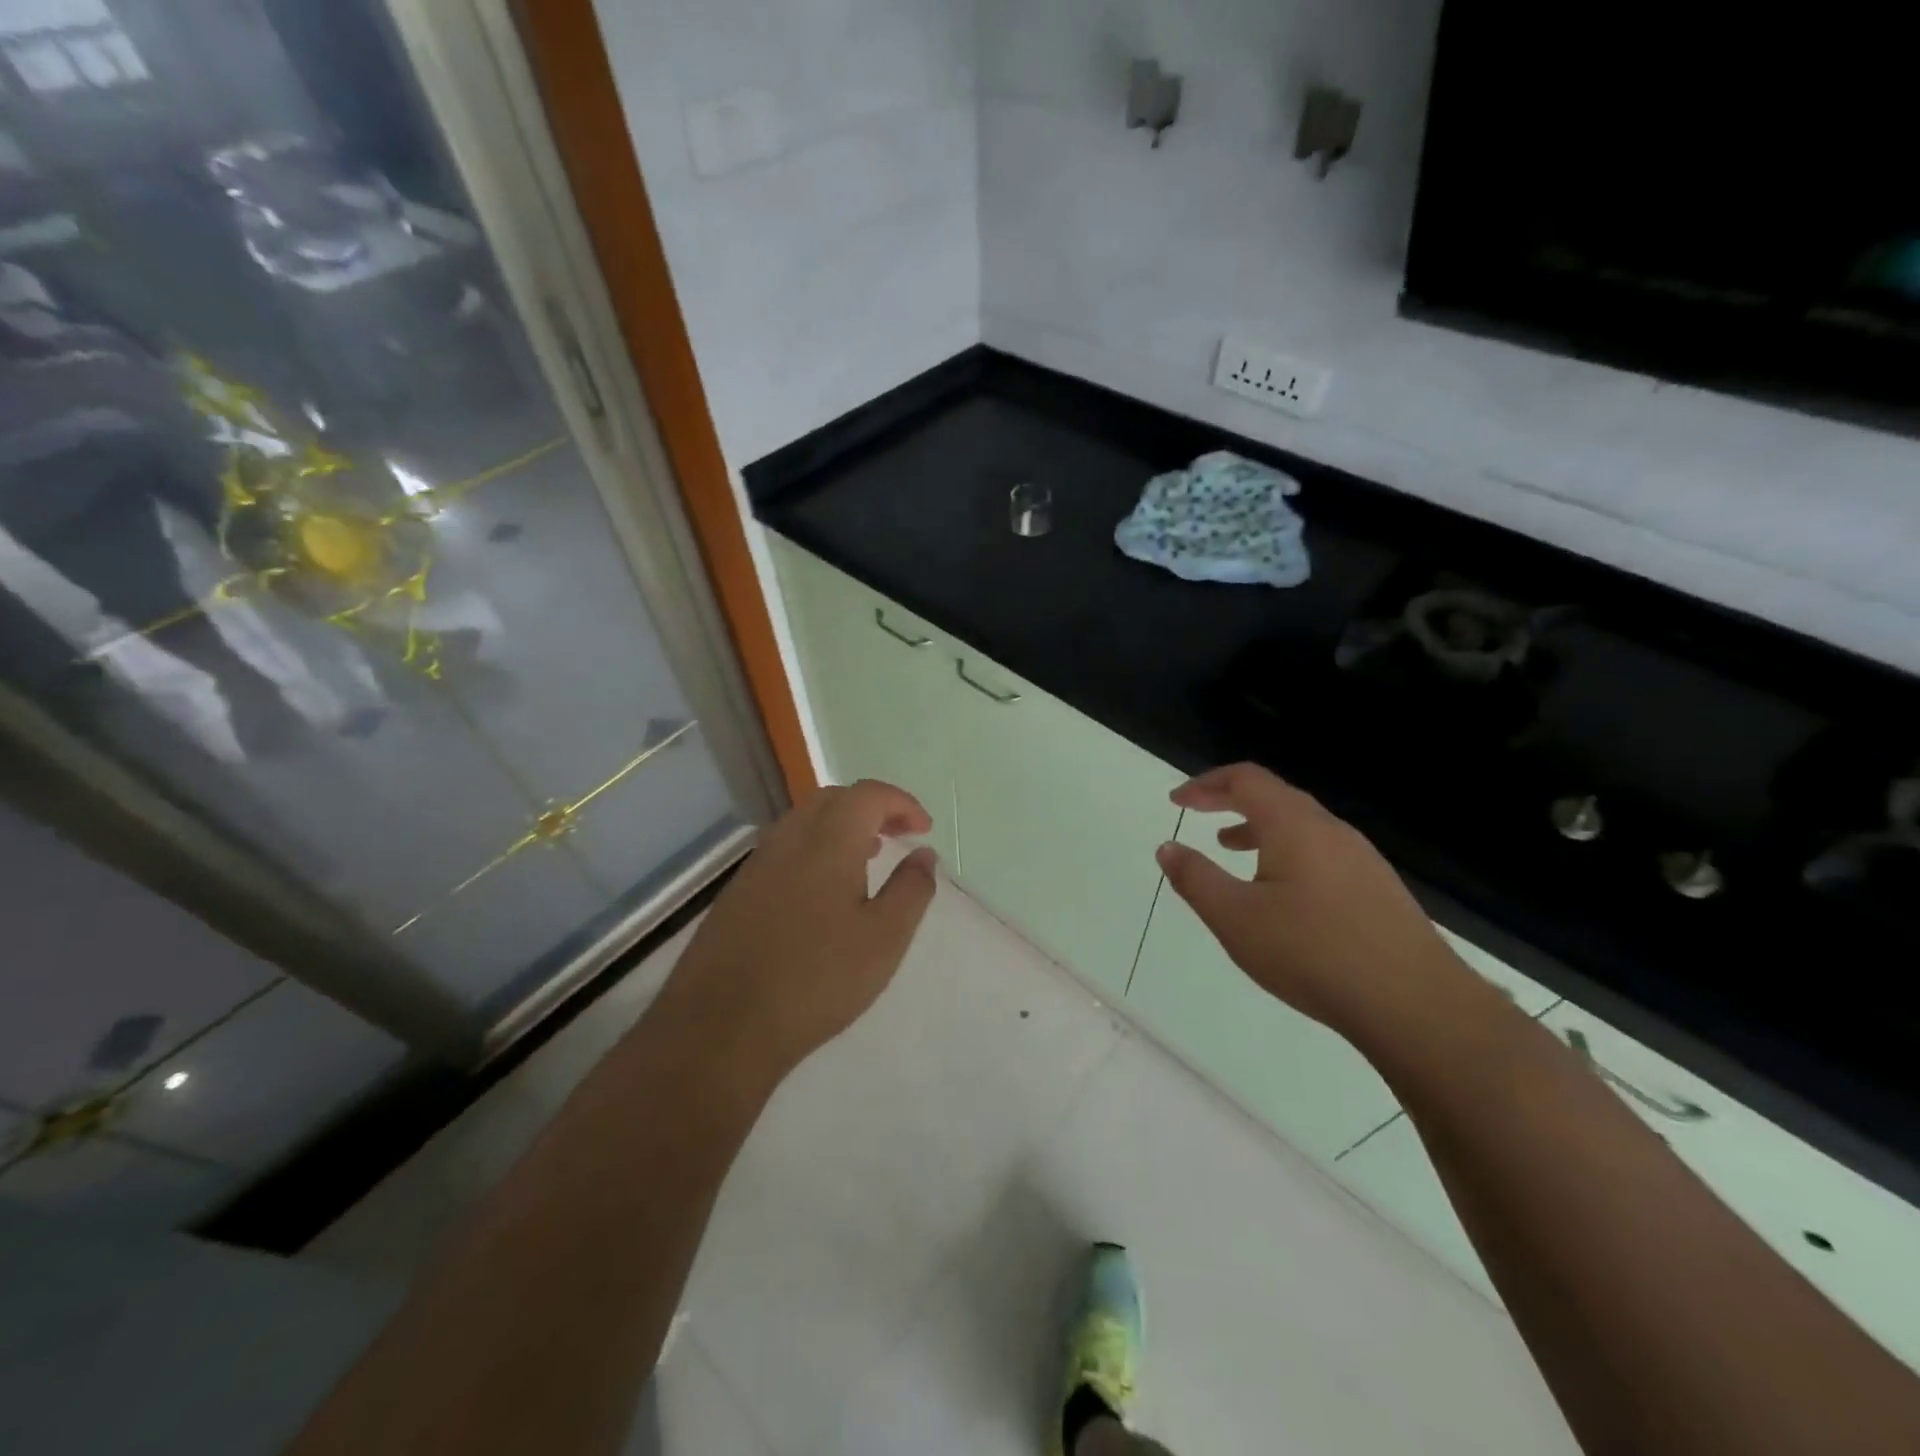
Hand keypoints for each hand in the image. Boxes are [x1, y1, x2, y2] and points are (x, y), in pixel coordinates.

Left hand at [658, 780, 938, 1086]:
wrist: (721, 1026)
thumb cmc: (817, 979)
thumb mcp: (884, 938)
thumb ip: (911, 889)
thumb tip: (924, 854)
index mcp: (828, 841)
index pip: (868, 794)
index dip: (901, 803)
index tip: (923, 830)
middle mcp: (789, 839)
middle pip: (833, 799)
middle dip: (871, 808)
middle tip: (898, 836)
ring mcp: (757, 863)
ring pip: (805, 822)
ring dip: (841, 827)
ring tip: (867, 858)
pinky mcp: (738, 890)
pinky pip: (785, 848)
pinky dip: (815, 849)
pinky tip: (824, 892)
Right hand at [1155, 764, 1470, 1037]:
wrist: (1415, 1004)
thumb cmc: (1312, 952)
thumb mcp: (1235, 918)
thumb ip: (1196, 879)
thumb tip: (1166, 848)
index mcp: (1294, 825)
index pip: (1245, 779)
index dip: (1206, 784)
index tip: (1178, 801)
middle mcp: (1330, 830)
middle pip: (1275, 796)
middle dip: (1230, 800)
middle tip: (1198, 814)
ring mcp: (1361, 858)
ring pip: (1300, 824)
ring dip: (1258, 827)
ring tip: (1230, 848)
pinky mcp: (1378, 887)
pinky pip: (1321, 850)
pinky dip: (1287, 851)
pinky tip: (1281, 893)